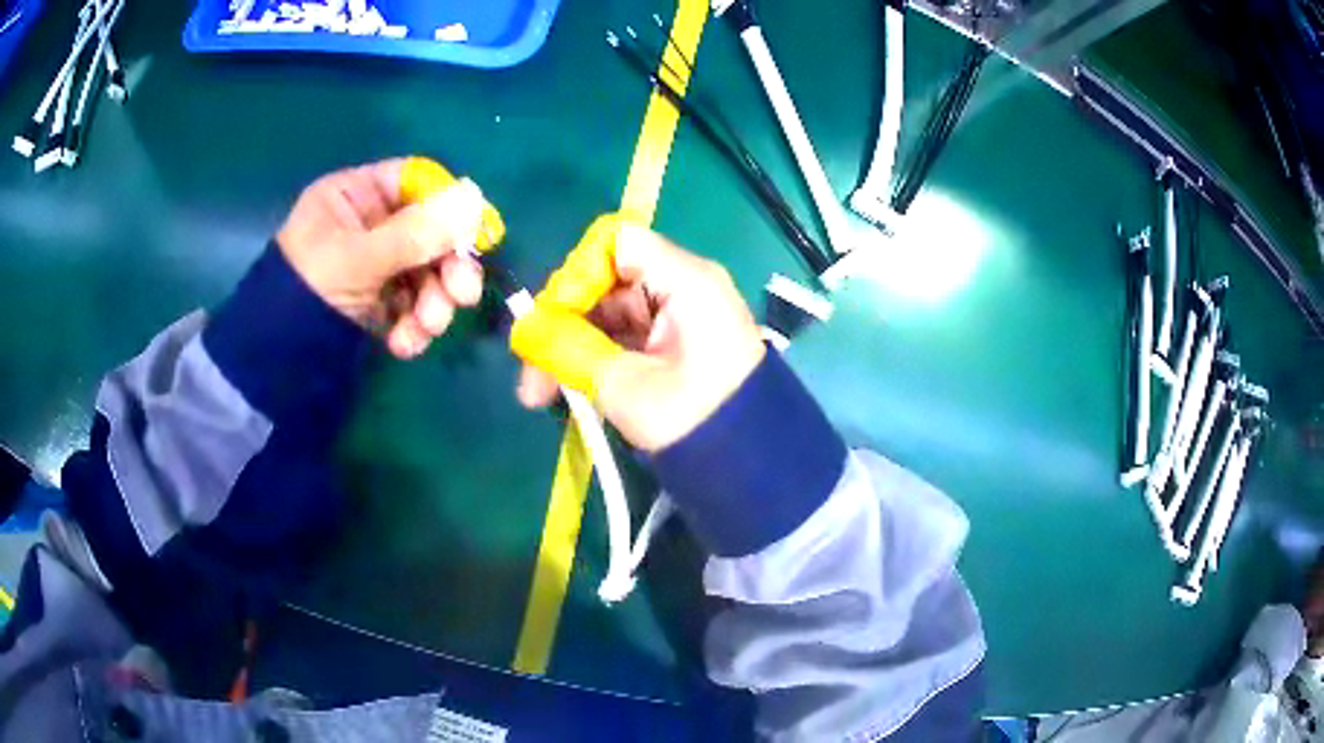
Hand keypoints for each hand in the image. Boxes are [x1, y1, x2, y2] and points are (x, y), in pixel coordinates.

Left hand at [277, 158, 488, 358]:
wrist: (276, 361)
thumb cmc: (307, 291)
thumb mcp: (357, 259)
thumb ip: (414, 232)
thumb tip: (473, 200)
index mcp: (355, 195)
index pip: (414, 181)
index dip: (447, 204)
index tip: (475, 233)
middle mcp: (368, 224)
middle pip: (428, 231)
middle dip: (446, 267)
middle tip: (464, 294)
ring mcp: (375, 265)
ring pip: (426, 272)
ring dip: (434, 303)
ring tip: (426, 329)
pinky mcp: (379, 303)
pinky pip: (412, 304)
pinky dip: (415, 326)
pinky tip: (404, 344)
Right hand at [511, 216, 765, 451]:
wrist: (752, 469)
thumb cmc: (693, 420)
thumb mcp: (624, 385)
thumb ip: (567, 349)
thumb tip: (523, 333)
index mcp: (684, 279)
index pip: (616, 243)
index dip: (575, 273)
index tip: (550, 320)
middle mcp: (683, 285)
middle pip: (606, 279)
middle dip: (563, 322)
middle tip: (531, 374)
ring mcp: (680, 315)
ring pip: (610, 312)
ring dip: (572, 346)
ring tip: (540, 394)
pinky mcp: (675, 342)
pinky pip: (625, 335)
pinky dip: (596, 357)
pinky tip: (569, 389)